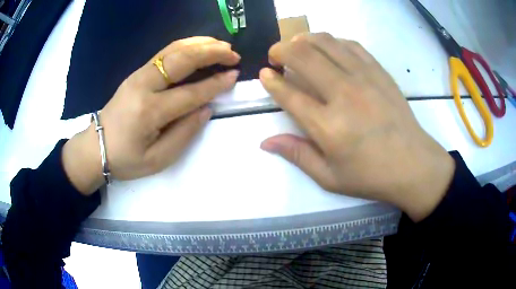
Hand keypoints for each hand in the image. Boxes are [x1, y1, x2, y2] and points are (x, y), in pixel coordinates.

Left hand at [62, 37, 239, 194]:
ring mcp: (138, 75)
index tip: (235, 75)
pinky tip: (199, 45)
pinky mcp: (137, 72)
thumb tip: (206, 109)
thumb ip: (184, 134)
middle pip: (182, 60)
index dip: (215, 84)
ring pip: (173, 49)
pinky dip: (186, 45)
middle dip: (211, 52)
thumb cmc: (126, 159)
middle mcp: (144, 85)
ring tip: (222, 45)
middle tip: (233, 53)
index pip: (190, 93)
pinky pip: (165, 52)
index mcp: (149, 112)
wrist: (96, 147)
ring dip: (200, 43)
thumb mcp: (157, 159)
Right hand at [259, 33, 454, 221]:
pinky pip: (350, 45)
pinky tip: (328, 49)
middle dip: (281, 50)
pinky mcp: (379, 72)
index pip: (289, 93)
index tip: (265, 74)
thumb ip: (297, 155)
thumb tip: (265, 142)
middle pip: (303, 55)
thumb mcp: (330, 178)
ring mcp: (364, 78)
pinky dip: (333, 42)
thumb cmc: (371, 176)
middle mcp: (344, 94)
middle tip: (276, 56)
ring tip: (297, 46)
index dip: (271, 80)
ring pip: (325, 42)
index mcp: (328, 126)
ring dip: (304, 39)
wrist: (413, 164)